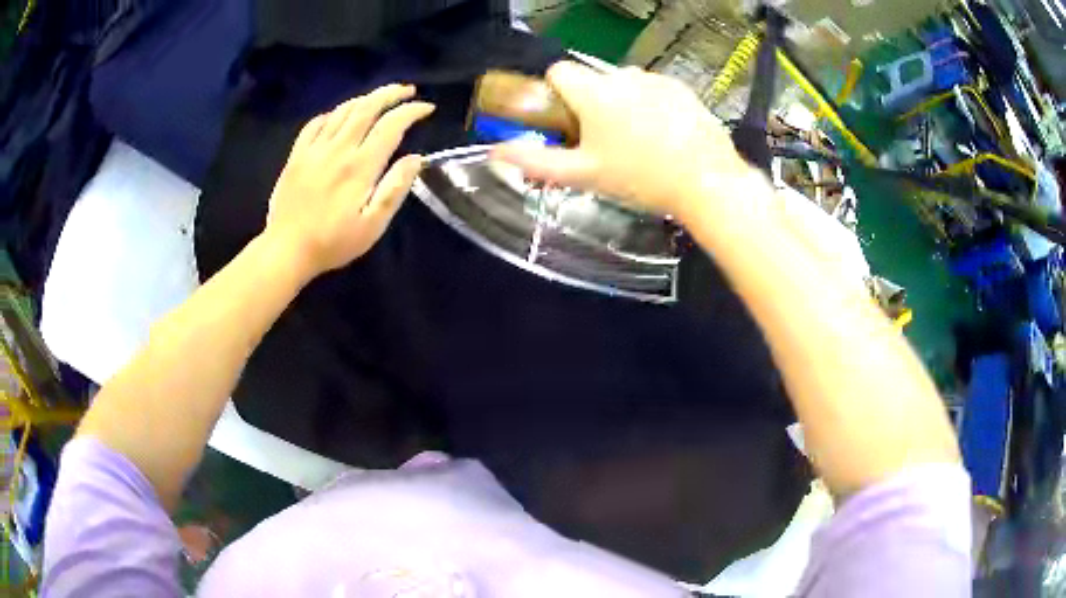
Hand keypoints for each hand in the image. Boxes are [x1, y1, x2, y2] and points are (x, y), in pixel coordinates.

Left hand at [264, 84, 434, 277]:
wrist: (287, 250)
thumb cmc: (333, 242)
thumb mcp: (373, 226)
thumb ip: (395, 189)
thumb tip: (415, 159)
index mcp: (360, 166)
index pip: (391, 126)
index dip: (411, 111)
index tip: (427, 108)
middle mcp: (338, 149)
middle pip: (367, 108)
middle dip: (390, 93)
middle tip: (407, 90)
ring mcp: (314, 150)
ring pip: (342, 111)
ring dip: (365, 99)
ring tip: (379, 98)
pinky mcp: (296, 155)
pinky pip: (315, 123)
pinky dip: (332, 114)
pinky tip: (339, 116)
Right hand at [491, 62, 753, 219]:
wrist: (707, 182)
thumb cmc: (641, 179)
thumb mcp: (583, 175)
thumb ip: (535, 161)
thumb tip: (495, 152)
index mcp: (595, 92)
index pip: (559, 71)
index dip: (556, 94)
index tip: (567, 121)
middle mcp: (624, 76)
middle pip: (593, 80)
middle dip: (590, 103)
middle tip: (604, 142)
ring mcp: (657, 80)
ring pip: (624, 84)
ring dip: (622, 104)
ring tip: (638, 143)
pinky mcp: (682, 89)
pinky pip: (653, 89)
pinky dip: (651, 106)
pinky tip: (664, 136)